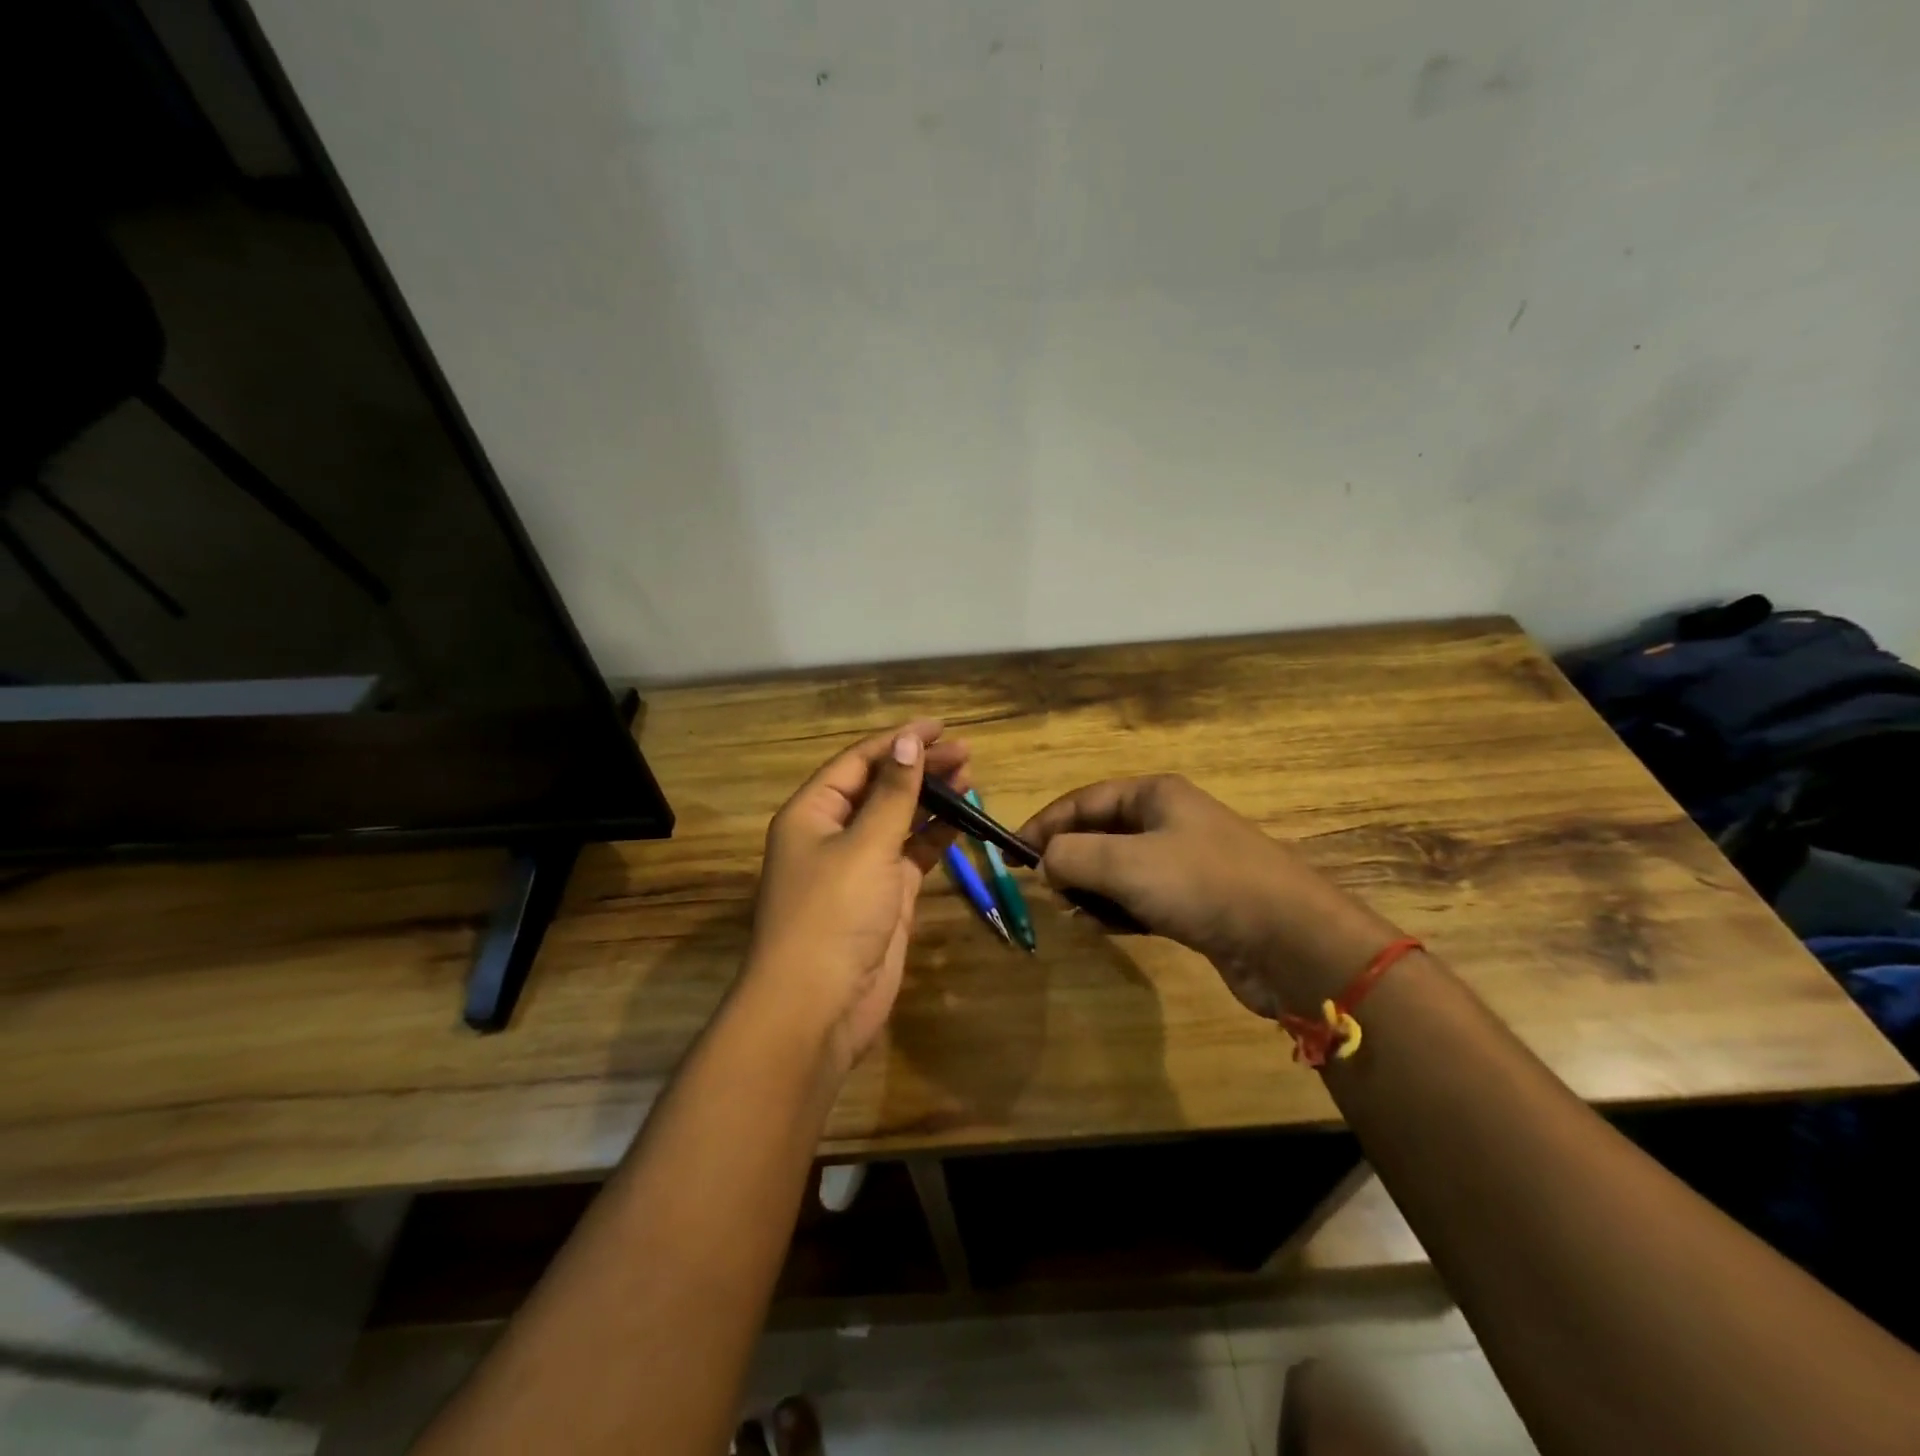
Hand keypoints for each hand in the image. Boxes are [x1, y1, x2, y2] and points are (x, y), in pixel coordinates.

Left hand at [744, 720, 968, 1070]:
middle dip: (920, 767)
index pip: (859, 762)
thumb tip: (909, 743)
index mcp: (812, 813)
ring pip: (899, 820)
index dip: (898, 741)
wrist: (818, 1007)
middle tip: (966, 753)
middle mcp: (833, 833)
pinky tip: (961, 819)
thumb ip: (893, 794)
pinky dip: (935, 836)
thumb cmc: (833, 915)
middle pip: (880, 787)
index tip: (940, 727)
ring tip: (970, 776)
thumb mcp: (866, 846)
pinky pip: (911, 854)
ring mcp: (859, 867)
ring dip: (930, 799)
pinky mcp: (883, 896)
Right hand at [1020, 775, 1398, 1017]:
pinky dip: (1119, 910)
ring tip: (1075, 913)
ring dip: (1092, 889)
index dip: (1043, 824)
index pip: (1083, 801)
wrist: (1289, 940)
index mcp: (1154, 795)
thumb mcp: (1125, 863)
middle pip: (1099, 833)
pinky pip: (1141, 898)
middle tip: (1045, 889)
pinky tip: (1108, 928)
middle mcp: (1169, 821)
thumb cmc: (1202, 885)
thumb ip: (1071, 856)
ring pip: (1118, 869)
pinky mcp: (1196, 902)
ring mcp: (1185, 862)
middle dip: (1068, 860)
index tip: (1009, 853)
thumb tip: (1044, 863)